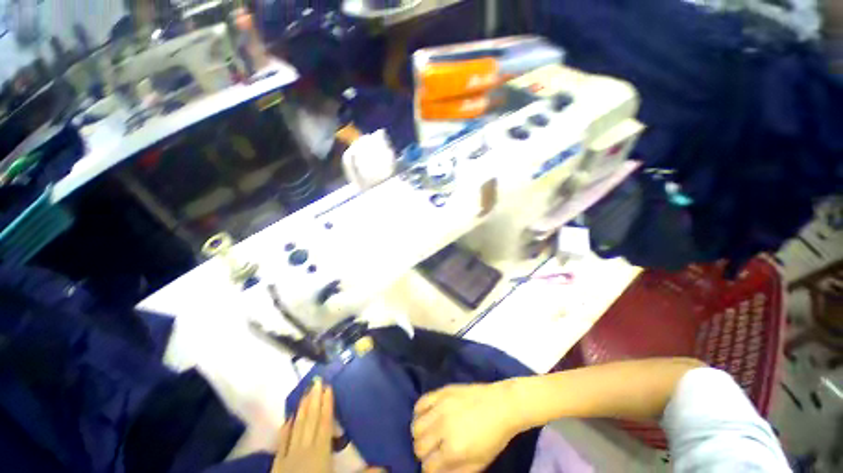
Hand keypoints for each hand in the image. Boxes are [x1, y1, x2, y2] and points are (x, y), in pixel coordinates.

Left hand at [272, 378, 333, 472]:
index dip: (327, 405)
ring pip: (297, 427)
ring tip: (305, 392)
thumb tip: (386, 465)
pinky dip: (285, 429)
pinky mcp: (277, 465)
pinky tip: (287, 418)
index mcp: (321, 453)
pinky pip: (282, 442)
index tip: (328, 387)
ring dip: (302, 409)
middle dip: (314, 400)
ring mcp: (289, 456)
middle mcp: (304, 450)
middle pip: (311, 420)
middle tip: (317, 381)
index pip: (325, 423)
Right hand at [411, 382, 522, 472]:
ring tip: (429, 434)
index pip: (428, 467)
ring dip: (420, 434)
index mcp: (453, 450)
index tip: (436, 467)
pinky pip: (421, 402)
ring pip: (416, 426)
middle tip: (433, 451)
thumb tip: (437, 472)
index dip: (430, 470)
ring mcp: (441, 407)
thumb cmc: (493, 438)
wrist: (502, 405)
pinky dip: (419, 412)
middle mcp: (443, 427)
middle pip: (419, 446)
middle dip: (424, 454)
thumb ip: (456, 472)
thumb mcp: (479, 463)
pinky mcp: (442, 391)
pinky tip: (427, 416)